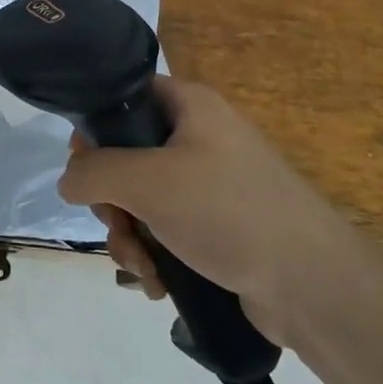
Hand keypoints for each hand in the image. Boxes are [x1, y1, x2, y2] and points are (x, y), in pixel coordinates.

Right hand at [57, 77, 354, 341]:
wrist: (315, 287)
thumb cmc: (227, 212)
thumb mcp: (147, 181)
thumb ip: (93, 171)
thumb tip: (67, 181)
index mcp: (190, 106)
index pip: (124, 97)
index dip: (95, 129)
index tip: (84, 168)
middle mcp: (200, 137)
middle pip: (127, 156)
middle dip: (112, 201)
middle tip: (117, 226)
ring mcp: (211, 184)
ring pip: (142, 200)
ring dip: (130, 236)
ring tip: (142, 267)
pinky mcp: (220, 226)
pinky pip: (167, 230)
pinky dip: (155, 254)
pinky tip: (158, 283)